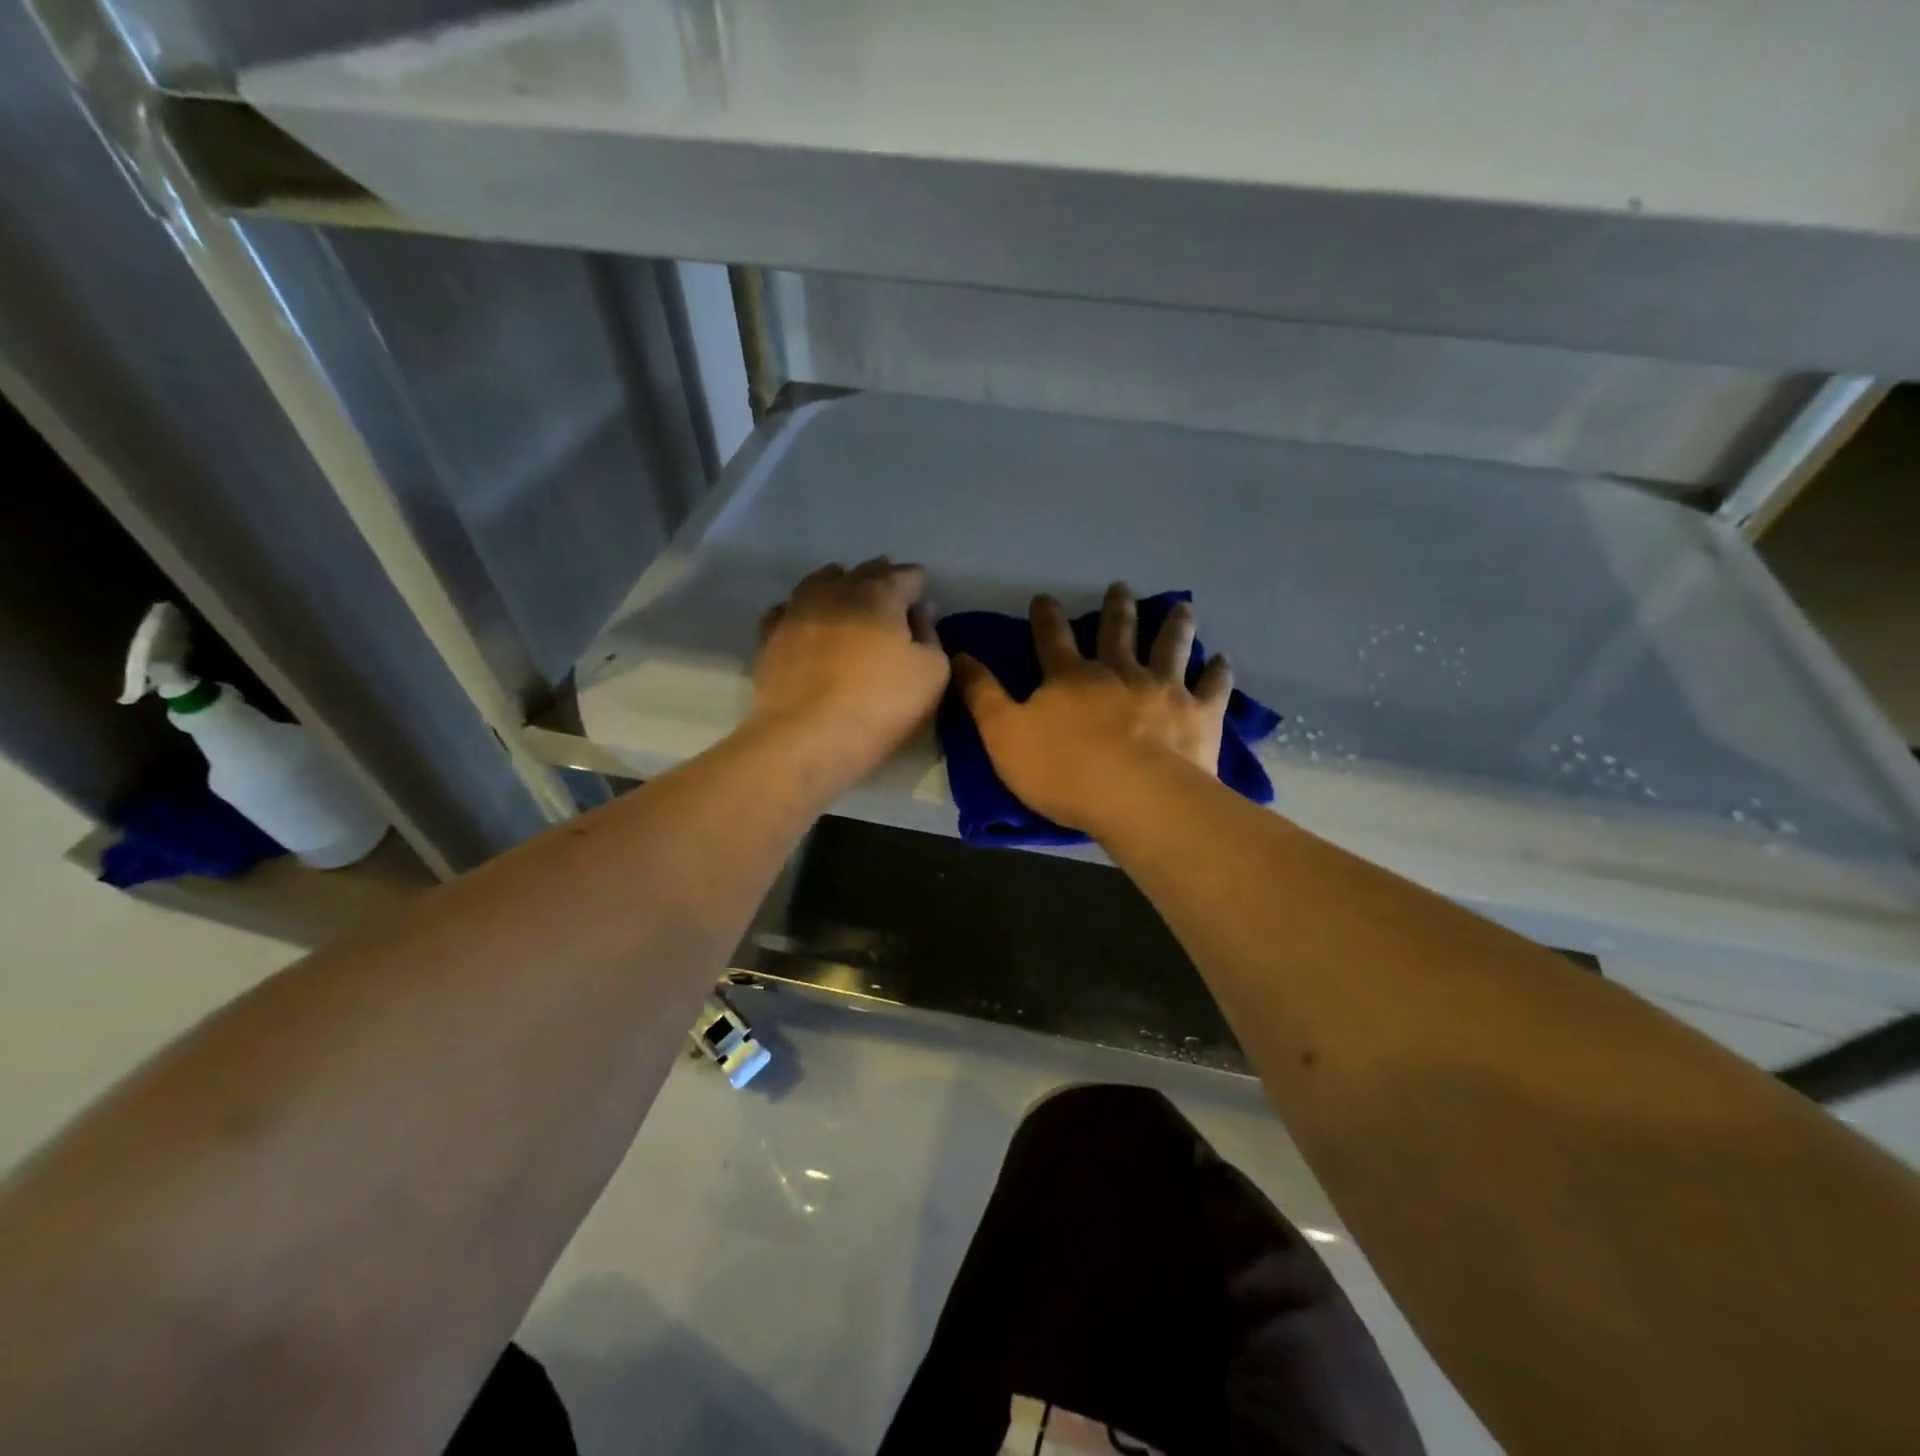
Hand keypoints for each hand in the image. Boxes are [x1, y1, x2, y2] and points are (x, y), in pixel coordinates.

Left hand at [750, 559, 949, 785]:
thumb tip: (921, 611)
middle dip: (882, 582)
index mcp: (880, 593)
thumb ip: (931, 635)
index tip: (923, 607)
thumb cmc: (880, 706)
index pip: (908, 575)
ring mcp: (797, 609)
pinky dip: (805, 611)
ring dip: (841, 588)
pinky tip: (809, 626)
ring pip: (822, 582)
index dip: (919, 588)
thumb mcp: (932, 675)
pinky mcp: (769, 636)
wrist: (806, 739)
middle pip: (865, 572)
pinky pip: (789, 609)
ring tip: (850, 606)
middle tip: (892, 606)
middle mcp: (836, 590)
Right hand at [954, 583, 1232, 831]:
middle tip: (1120, 588)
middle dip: (1117, 608)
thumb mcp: (1003, 735)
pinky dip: (1217, 672)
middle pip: (1117, 631)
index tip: (1045, 598)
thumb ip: (982, 695)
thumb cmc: (1063, 770)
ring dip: (1174, 625)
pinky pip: (1212, 687)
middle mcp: (1118, 672)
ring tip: (1181, 606)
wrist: (1135, 797)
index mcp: (1070, 678)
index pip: (1052, 638)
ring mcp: (1163, 689)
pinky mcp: (1198, 714)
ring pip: (1169, 646)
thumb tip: (959, 655)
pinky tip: (1222, 660)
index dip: (1045, 616)